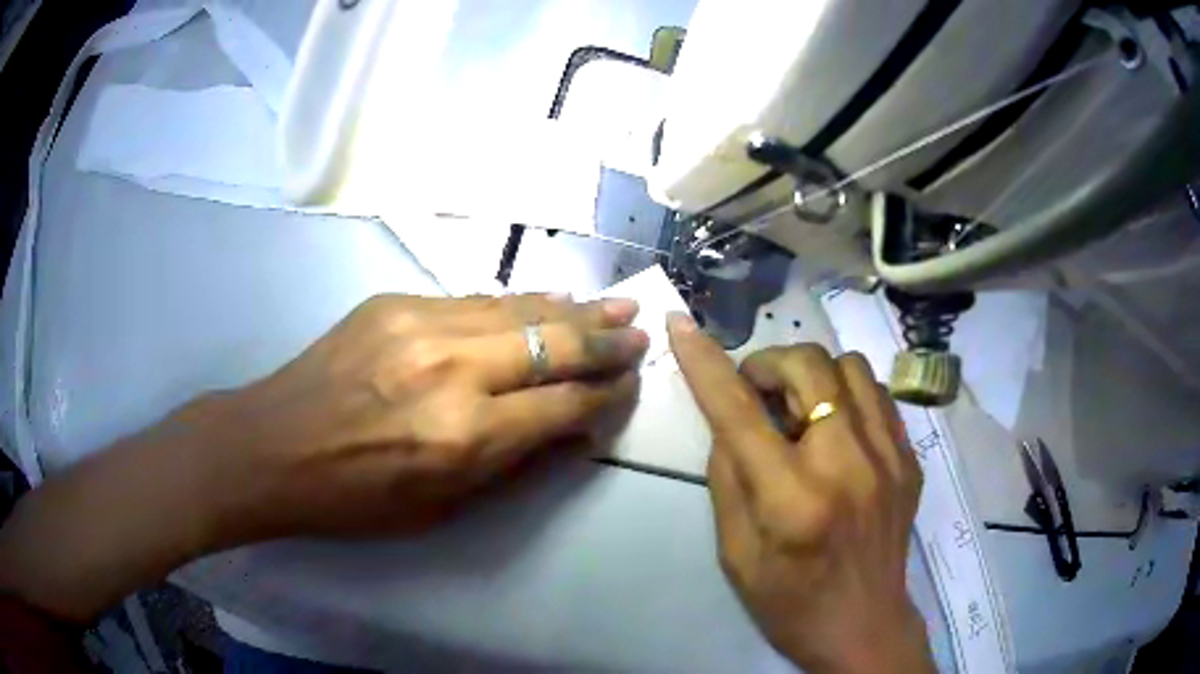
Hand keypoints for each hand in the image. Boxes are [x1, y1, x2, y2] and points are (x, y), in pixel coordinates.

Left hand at [0, 294, 646, 622]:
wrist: (272, 447)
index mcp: (462, 436)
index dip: (603, 395)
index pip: (561, 403)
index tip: (628, 386)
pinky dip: (518, 301)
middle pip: (550, 342)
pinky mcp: (395, 303)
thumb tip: (567, 428)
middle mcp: (450, 370)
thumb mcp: (440, 509)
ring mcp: (419, 324)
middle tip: (639, 331)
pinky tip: (545, 298)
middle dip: (604, 339)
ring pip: (517, 308)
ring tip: (612, 305)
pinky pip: (474, 299)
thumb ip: (511, 464)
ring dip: (571, 309)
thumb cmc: (353, 499)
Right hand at [667, 314, 932, 673]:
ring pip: (850, 366)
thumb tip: (729, 421)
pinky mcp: (910, 459)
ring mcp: (889, 457)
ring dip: (814, 375)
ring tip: (801, 409)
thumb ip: (727, 478)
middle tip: (756, 393)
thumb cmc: (789, 602)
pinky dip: (847, 394)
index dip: (706, 363)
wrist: (865, 626)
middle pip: (809, 366)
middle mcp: (847, 465)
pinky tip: (837, 427)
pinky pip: (877, 394)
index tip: (682, 325)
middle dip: (770, 364)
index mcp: (793, 500)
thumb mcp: (735, 554)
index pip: (740, 413)